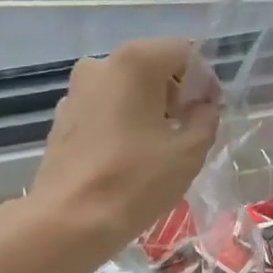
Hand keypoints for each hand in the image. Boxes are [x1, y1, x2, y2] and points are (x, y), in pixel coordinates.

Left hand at [27, 38, 220, 255]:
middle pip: (152, 66)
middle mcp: (100, 64)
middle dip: (176, 93)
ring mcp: (76, 91)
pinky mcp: (62, 118)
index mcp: (135, 62)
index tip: (210, 113)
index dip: (204, 80)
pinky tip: (131, 156)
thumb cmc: (136, 180)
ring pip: (126, 88)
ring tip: (161, 146)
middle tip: (190, 130)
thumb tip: (203, 106)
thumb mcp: (189, 151)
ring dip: (149, 108)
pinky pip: (104, 109)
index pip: (183, 52)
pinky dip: (123, 122)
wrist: (71, 219)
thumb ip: (206, 118)